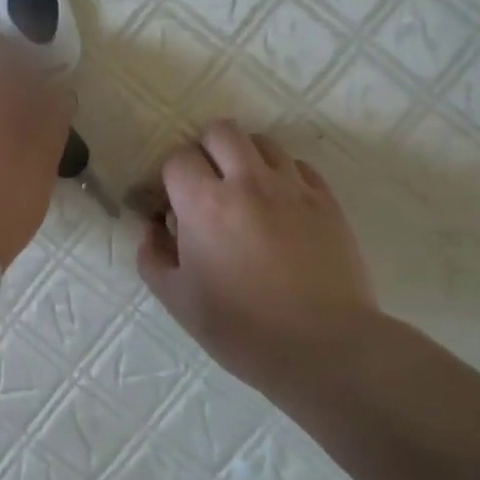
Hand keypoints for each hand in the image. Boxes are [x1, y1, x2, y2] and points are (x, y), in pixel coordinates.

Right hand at [137, 121, 380, 398]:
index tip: (171, 206)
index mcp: (204, 204)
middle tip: (206, 187)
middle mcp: (248, 182)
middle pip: (221, 131)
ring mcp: (293, 188)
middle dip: (205, 151)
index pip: (177, 159)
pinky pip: (299, 166)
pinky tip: (280, 207)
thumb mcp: (177, 299)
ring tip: (245, 192)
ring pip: (263, 142)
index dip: (169, 179)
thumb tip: (153, 227)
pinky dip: (282, 176)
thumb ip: (153, 255)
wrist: (324, 348)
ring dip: (245, 158)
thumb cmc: (241, 329)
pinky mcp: (327, 201)